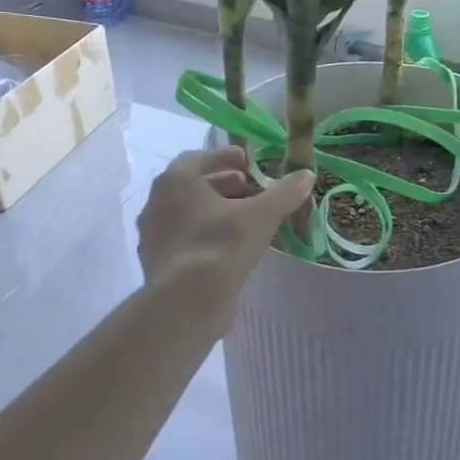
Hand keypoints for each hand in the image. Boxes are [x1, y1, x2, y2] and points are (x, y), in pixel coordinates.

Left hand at [136, 148, 313, 302]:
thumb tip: (306, 174)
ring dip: (214, 211)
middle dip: (223, 185)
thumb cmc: (221, 245)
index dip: (224, 157)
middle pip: (193, 186)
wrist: (186, 302)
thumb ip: (284, 192)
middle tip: (250, 190)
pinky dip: (204, 235)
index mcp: (175, 181)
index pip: (199, 158)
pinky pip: (183, 239)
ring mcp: (152, 235)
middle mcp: (156, 203)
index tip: (247, 162)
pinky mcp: (156, 263)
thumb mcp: (261, 215)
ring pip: (187, 213)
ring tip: (243, 219)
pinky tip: (228, 248)